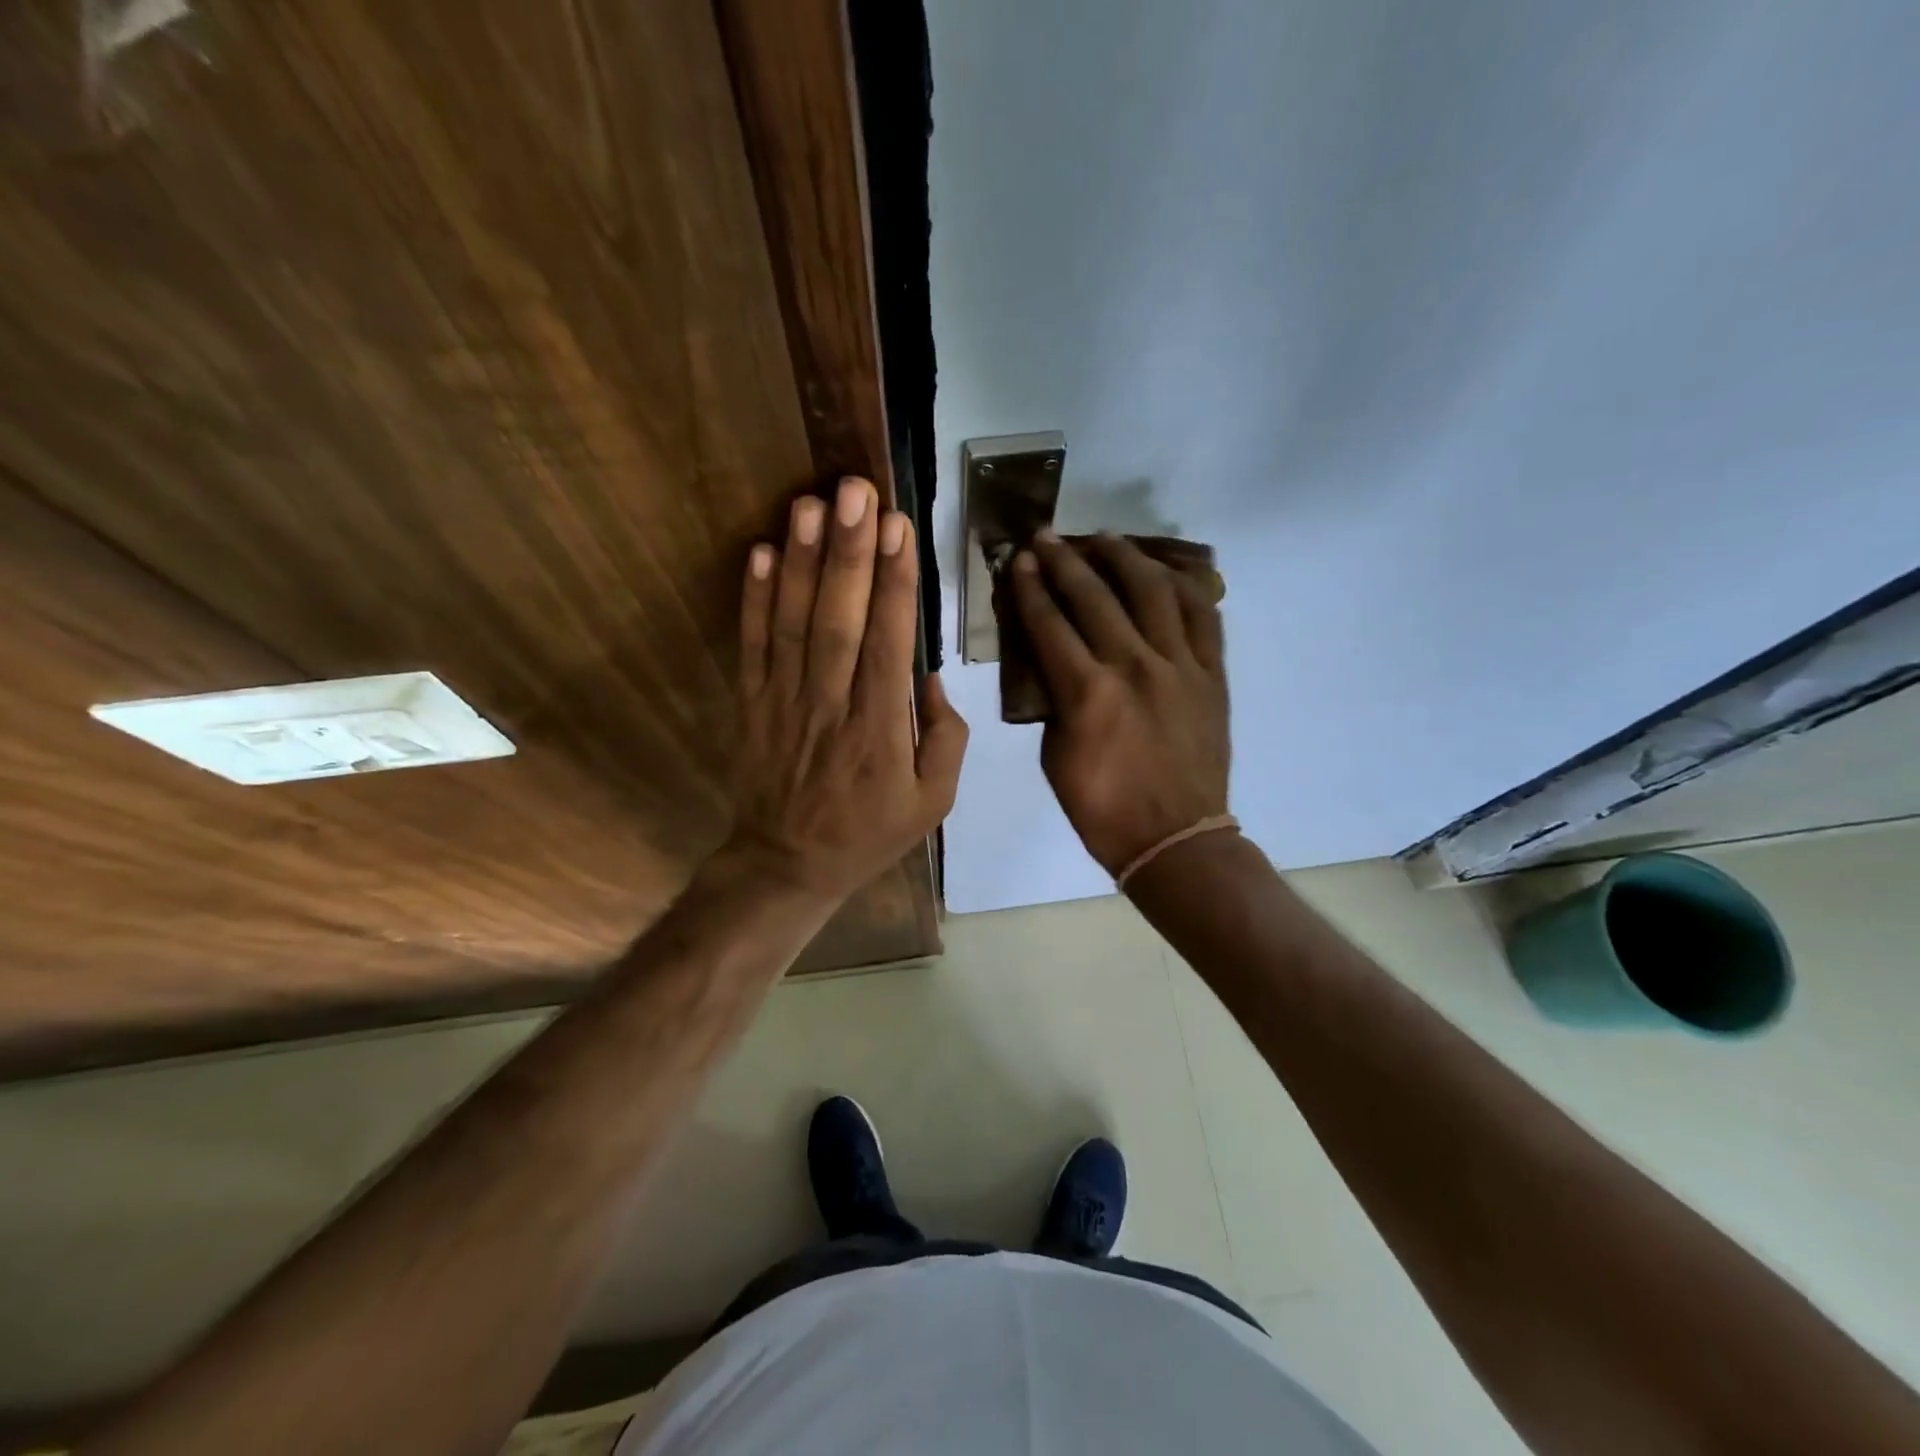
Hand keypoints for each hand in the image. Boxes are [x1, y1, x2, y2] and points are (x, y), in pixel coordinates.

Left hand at [726, 477, 967, 904]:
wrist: (788, 864)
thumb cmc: (869, 832)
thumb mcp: (933, 803)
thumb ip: (945, 739)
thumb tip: (932, 677)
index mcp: (881, 728)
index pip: (889, 642)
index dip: (895, 583)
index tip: (899, 528)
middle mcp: (832, 704)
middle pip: (840, 619)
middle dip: (849, 551)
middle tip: (856, 490)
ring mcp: (785, 701)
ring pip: (793, 622)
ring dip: (801, 560)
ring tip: (810, 503)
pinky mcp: (752, 702)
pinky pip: (752, 645)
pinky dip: (754, 598)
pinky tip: (761, 553)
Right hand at [1009, 530, 1228, 876]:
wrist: (1175, 839)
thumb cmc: (1103, 808)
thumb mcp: (1055, 757)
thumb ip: (1053, 701)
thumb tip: (1056, 664)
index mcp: (1087, 693)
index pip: (1049, 623)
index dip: (1030, 588)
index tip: (1020, 560)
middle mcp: (1134, 666)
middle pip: (1095, 596)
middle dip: (1065, 561)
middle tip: (1048, 537)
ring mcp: (1180, 667)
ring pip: (1153, 591)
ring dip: (1124, 558)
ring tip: (1106, 540)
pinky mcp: (1212, 675)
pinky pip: (1203, 616)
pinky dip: (1183, 586)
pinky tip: (1164, 572)